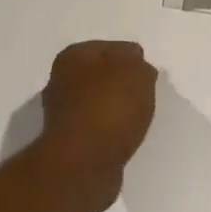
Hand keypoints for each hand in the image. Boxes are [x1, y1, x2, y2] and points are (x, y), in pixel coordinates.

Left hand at [37, 40, 157, 201]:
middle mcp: (61, 80)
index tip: (149, 77)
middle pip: (102, 76)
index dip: (134, 60)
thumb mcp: (137, 73)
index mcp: (74, 56)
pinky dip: (111, 132)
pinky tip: (125, 138)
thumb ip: (139, 64)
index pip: (112, 48)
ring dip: (117, 110)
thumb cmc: (110, 108)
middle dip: (123, 85)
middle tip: (146, 97)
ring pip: (99, 103)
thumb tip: (135, 66)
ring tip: (138, 120)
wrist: (83, 163)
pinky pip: (97, 128)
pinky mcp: (69, 141)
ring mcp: (62, 113)